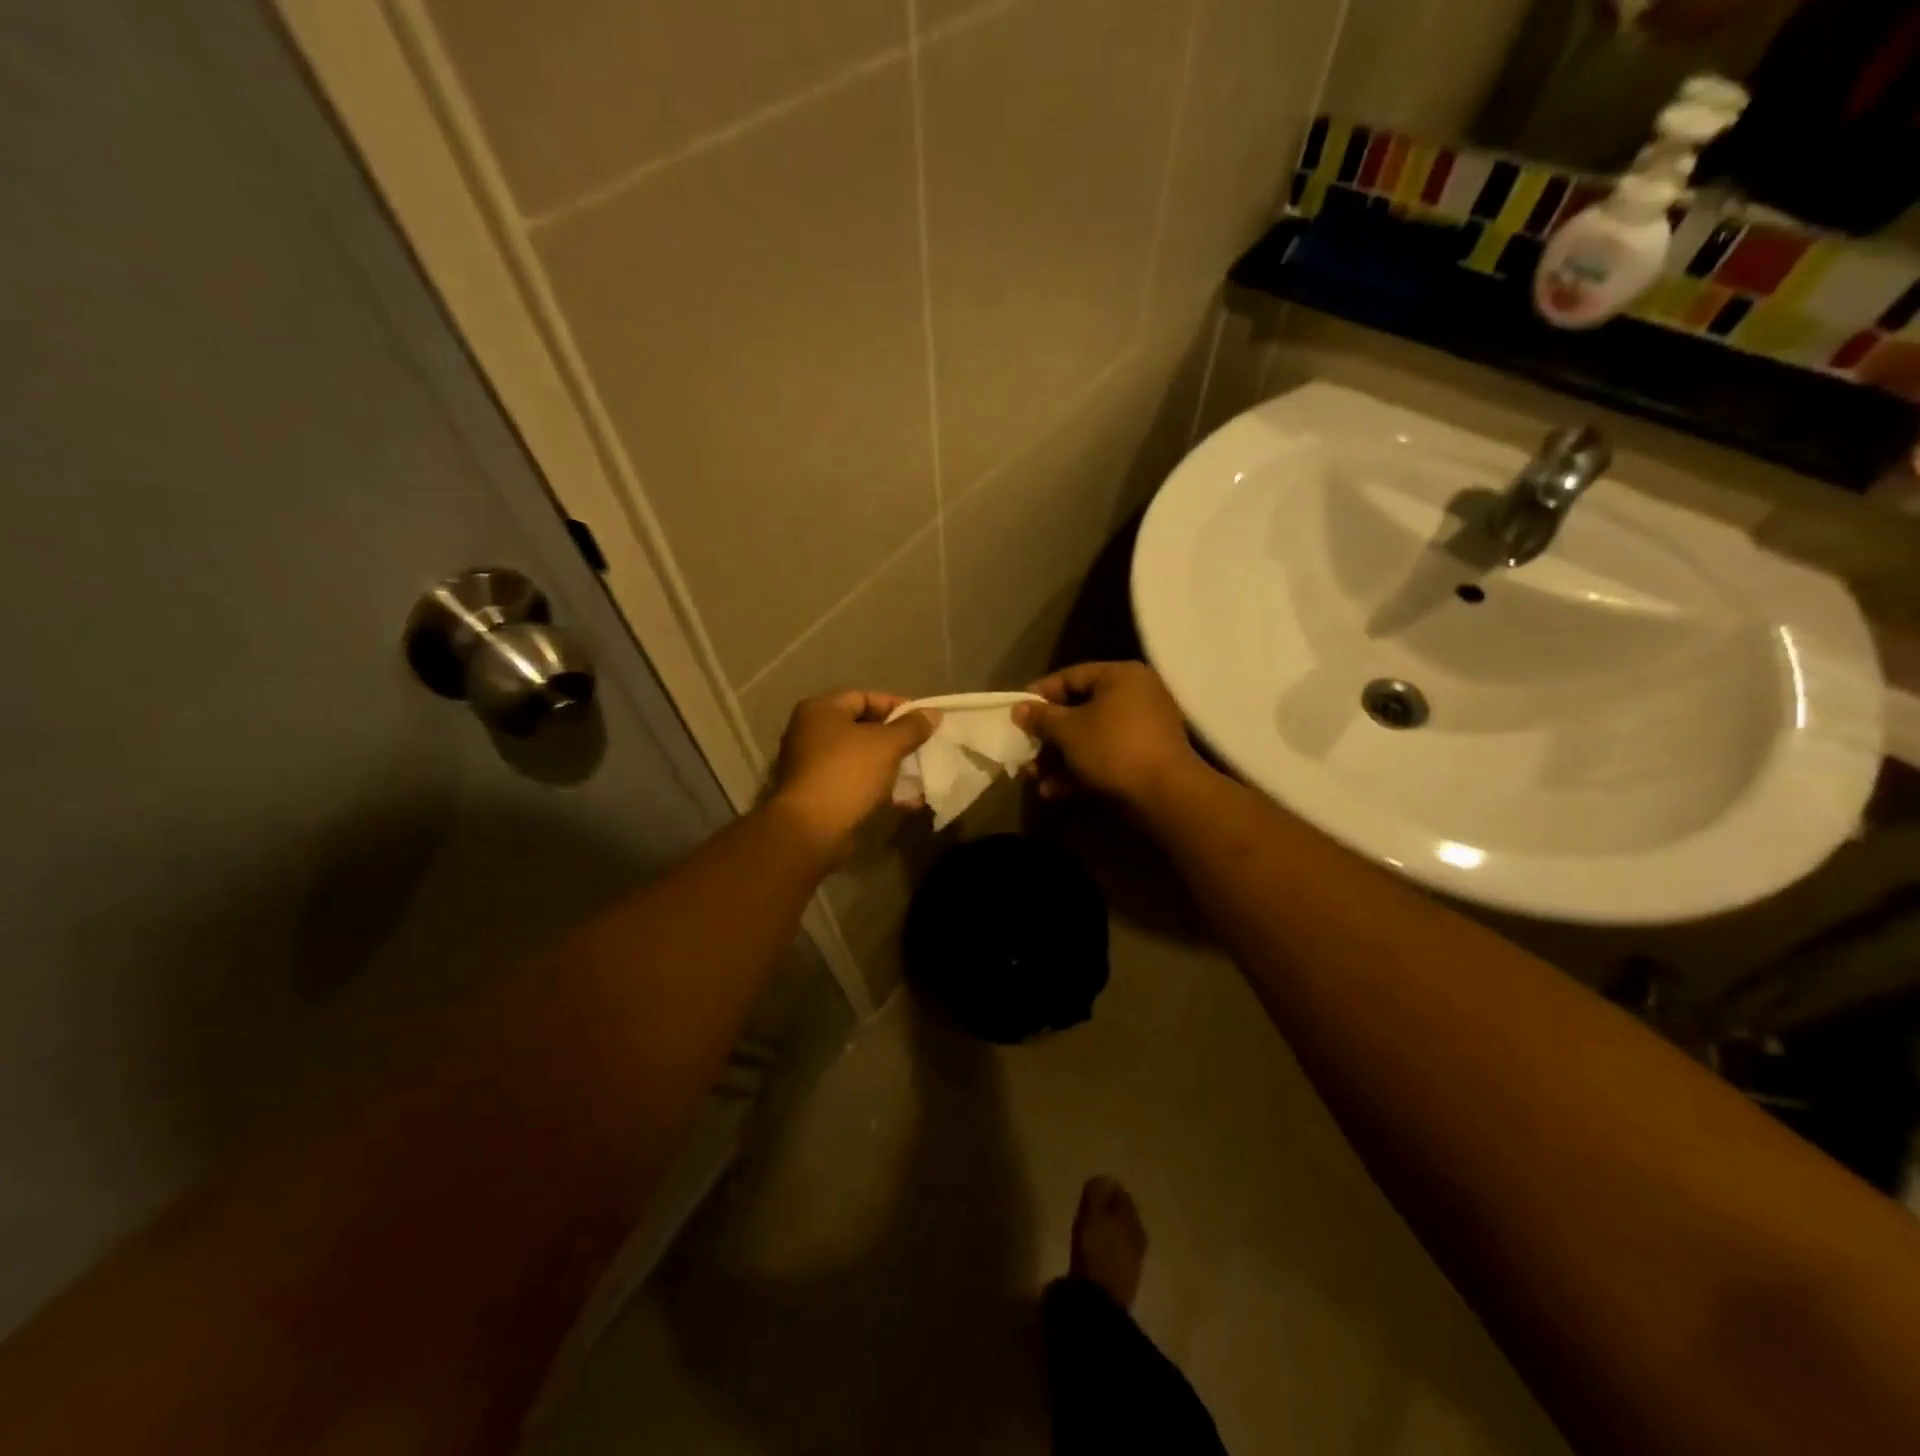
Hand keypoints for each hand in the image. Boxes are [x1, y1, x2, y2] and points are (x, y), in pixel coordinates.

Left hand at [766, 692, 937, 858]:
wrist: (812, 829)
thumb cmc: (848, 773)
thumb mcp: (887, 744)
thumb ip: (912, 726)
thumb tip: (932, 713)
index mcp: (821, 710)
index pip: (865, 697)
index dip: (897, 706)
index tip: (924, 720)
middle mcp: (811, 733)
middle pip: (862, 728)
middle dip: (896, 738)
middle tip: (924, 746)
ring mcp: (813, 765)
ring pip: (861, 758)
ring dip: (891, 765)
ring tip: (921, 772)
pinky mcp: (821, 794)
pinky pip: (857, 783)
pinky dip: (880, 787)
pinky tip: (909, 799)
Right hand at [1013, 662, 1202, 804]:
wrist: (1165, 795)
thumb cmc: (1113, 748)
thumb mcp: (1068, 730)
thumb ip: (1041, 717)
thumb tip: (1018, 708)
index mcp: (1120, 676)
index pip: (1070, 676)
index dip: (1039, 695)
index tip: (1015, 713)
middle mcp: (1135, 696)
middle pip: (1079, 710)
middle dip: (1047, 735)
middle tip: (1023, 750)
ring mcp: (1142, 729)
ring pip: (1089, 738)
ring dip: (1058, 758)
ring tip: (1033, 777)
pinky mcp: (1143, 759)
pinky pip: (1104, 757)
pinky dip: (1080, 771)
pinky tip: (1054, 791)